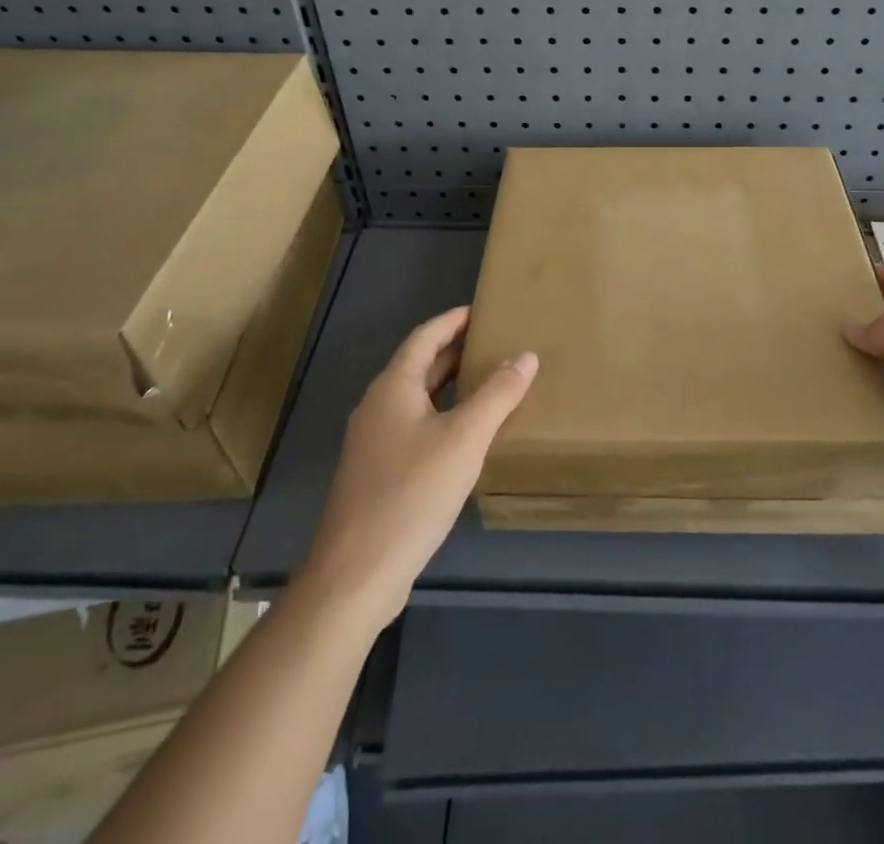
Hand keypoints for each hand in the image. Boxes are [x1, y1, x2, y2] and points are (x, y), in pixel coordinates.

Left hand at [301, 307, 536, 632]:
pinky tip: (465, 437)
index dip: (453, 321)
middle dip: (455, 352)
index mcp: (393, 387)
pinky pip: (414, 427)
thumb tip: (526, 356)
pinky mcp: (377, 473)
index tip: (482, 310)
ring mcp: (373, 442)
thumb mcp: (465, 438)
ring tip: (488, 384)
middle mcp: (378, 406)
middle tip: (495, 344)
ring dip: (450, 387)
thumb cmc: (412, 492)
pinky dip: (442, 417)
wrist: (356, 572)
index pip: (425, 337)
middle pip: (419, 366)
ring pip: (417, 399)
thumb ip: (498, 394)